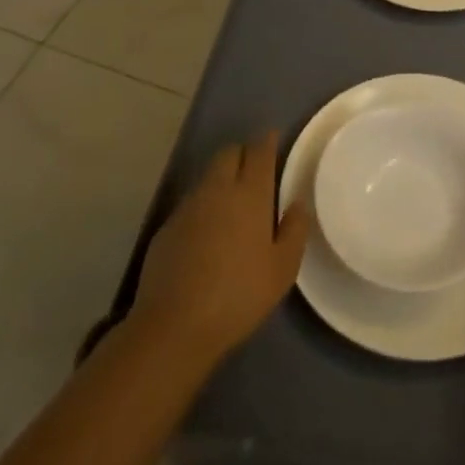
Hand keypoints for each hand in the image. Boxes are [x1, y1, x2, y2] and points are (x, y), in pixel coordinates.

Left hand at [130, 132, 309, 366]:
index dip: (267, 141)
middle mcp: (218, 189)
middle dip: (242, 153)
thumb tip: (297, 203)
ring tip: (232, 204)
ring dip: (222, 179)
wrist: (175, 325)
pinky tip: (207, 234)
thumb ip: (294, 230)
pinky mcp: (167, 226)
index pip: (259, 151)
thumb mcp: (282, 269)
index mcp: (250, 193)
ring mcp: (189, 206)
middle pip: (229, 153)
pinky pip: (191, 203)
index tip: (273, 139)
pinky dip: (203, 206)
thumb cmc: (239, 295)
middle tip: (254, 171)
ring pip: (208, 176)